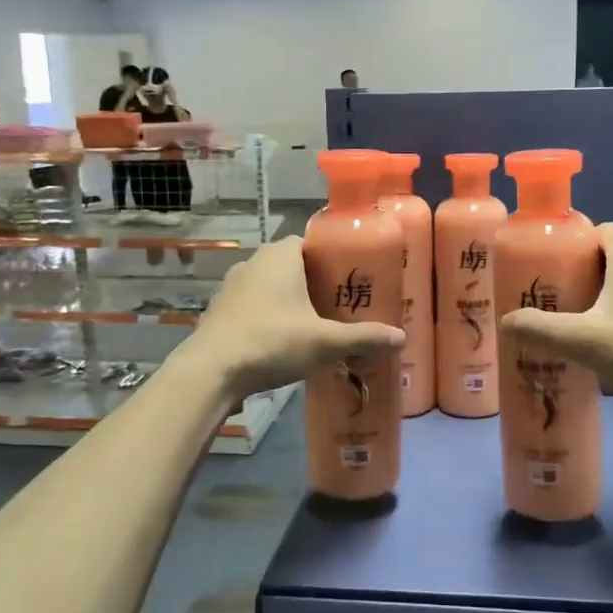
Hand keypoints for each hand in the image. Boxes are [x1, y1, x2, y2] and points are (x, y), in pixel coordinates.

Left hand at [189, 237, 404, 398]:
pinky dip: (267, 315)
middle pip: (292, 264)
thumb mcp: (324, 342)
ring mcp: (232, 285)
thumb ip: (363, 338)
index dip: (331, 258)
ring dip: (289, 300)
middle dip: (313, 282)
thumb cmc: (272, 342)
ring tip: (313, 324)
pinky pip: (252, 304)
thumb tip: (401, 338)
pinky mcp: (220, 309)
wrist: (211, 371)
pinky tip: (281, 340)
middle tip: (338, 305)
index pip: (310, 242)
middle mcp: (254, 261)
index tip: (349, 280)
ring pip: (270, 285)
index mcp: (281, 256)